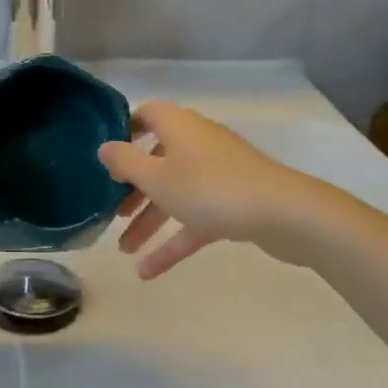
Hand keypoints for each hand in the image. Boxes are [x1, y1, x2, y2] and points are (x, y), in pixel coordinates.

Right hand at [99, 101, 306, 278]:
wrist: (282, 214)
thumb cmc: (209, 188)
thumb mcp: (156, 177)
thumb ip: (125, 161)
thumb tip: (105, 147)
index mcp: (178, 126)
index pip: (146, 115)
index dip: (124, 131)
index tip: (106, 157)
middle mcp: (196, 143)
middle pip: (157, 159)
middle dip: (133, 188)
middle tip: (112, 211)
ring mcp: (217, 174)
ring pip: (175, 193)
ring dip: (149, 220)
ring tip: (124, 251)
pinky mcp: (233, 203)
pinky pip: (194, 219)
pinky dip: (173, 241)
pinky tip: (148, 272)